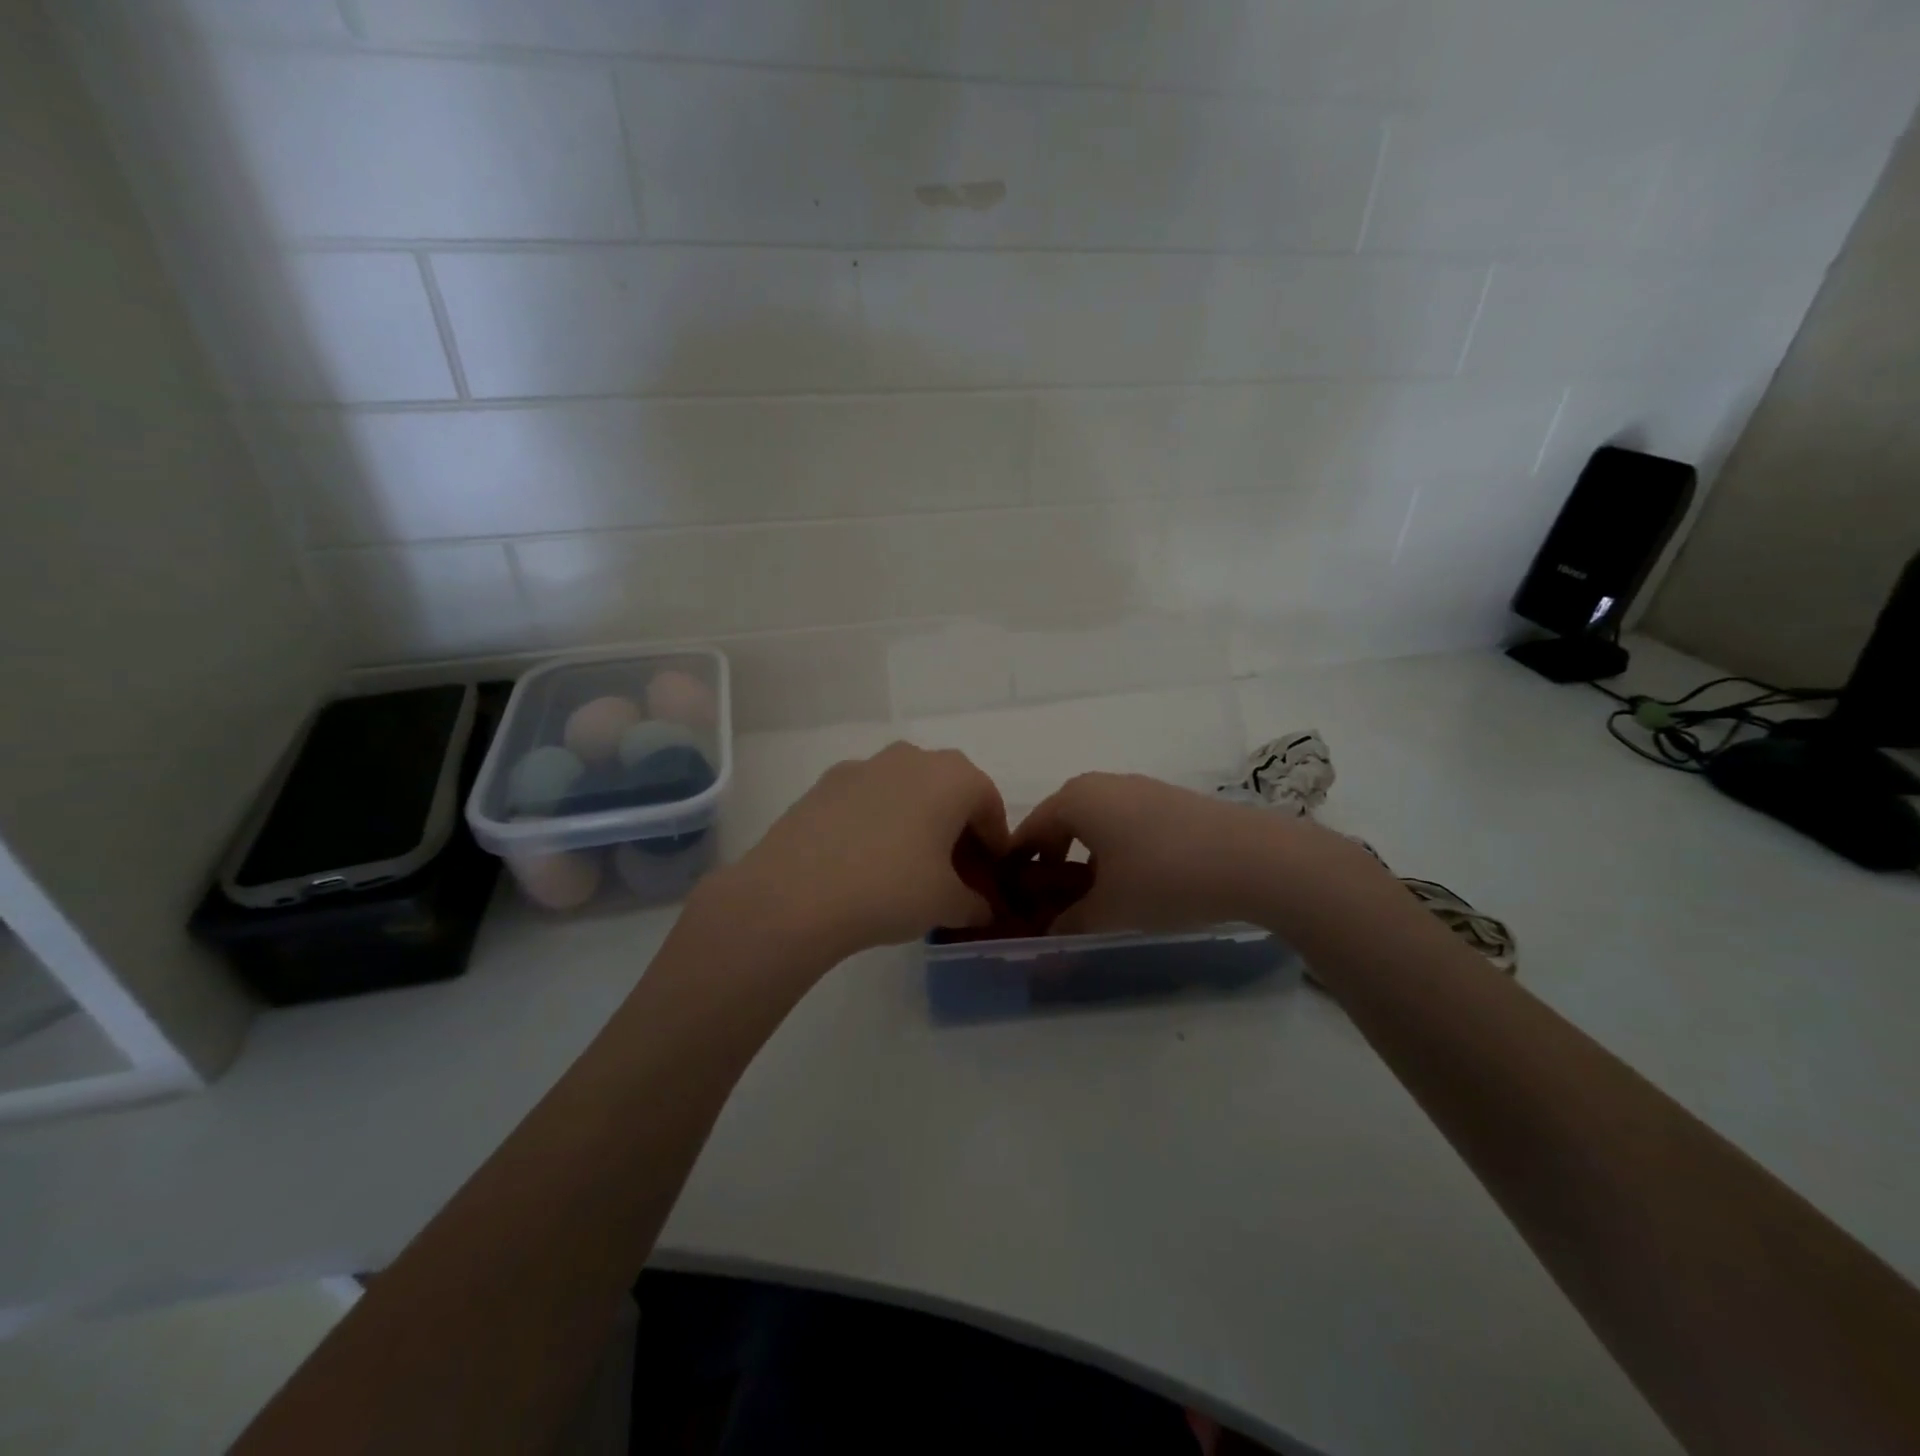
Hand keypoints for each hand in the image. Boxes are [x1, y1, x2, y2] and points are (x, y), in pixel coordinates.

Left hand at [711, 742, 1008, 960]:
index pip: (989, 805)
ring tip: (908, 866)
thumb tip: (984, 909)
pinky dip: (878, 820)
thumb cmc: (890, 889)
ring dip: (917, 820)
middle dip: (957, 828)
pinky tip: (865, 858)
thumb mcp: (947, 904)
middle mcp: (912, 757)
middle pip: (948, 791)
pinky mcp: (826, 782)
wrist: (795, 892)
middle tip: (953, 872)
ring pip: (907, 789)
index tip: (990, 876)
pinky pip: (869, 797)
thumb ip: (975, 903)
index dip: (995, 843)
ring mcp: (865, 765)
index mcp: (953, 777)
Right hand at [1012, 772, 1298, 934]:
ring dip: (1084, 854)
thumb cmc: (1164, 878)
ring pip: (1095, 821)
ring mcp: (1139, 788)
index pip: (1029, 831)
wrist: (1253, 859)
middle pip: (1060, 821)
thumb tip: (1049, 934)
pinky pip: (1124, 822)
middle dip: (1050, 859)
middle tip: (1049, 899)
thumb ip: (1069, 923)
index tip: (1010, 898)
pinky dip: (1114, 847)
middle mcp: (1102, 784)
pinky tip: (1133, 879)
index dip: (1016, 866)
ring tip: (1093, 893)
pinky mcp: (1170, 800)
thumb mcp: (1109, 911)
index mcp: (1075, 800)